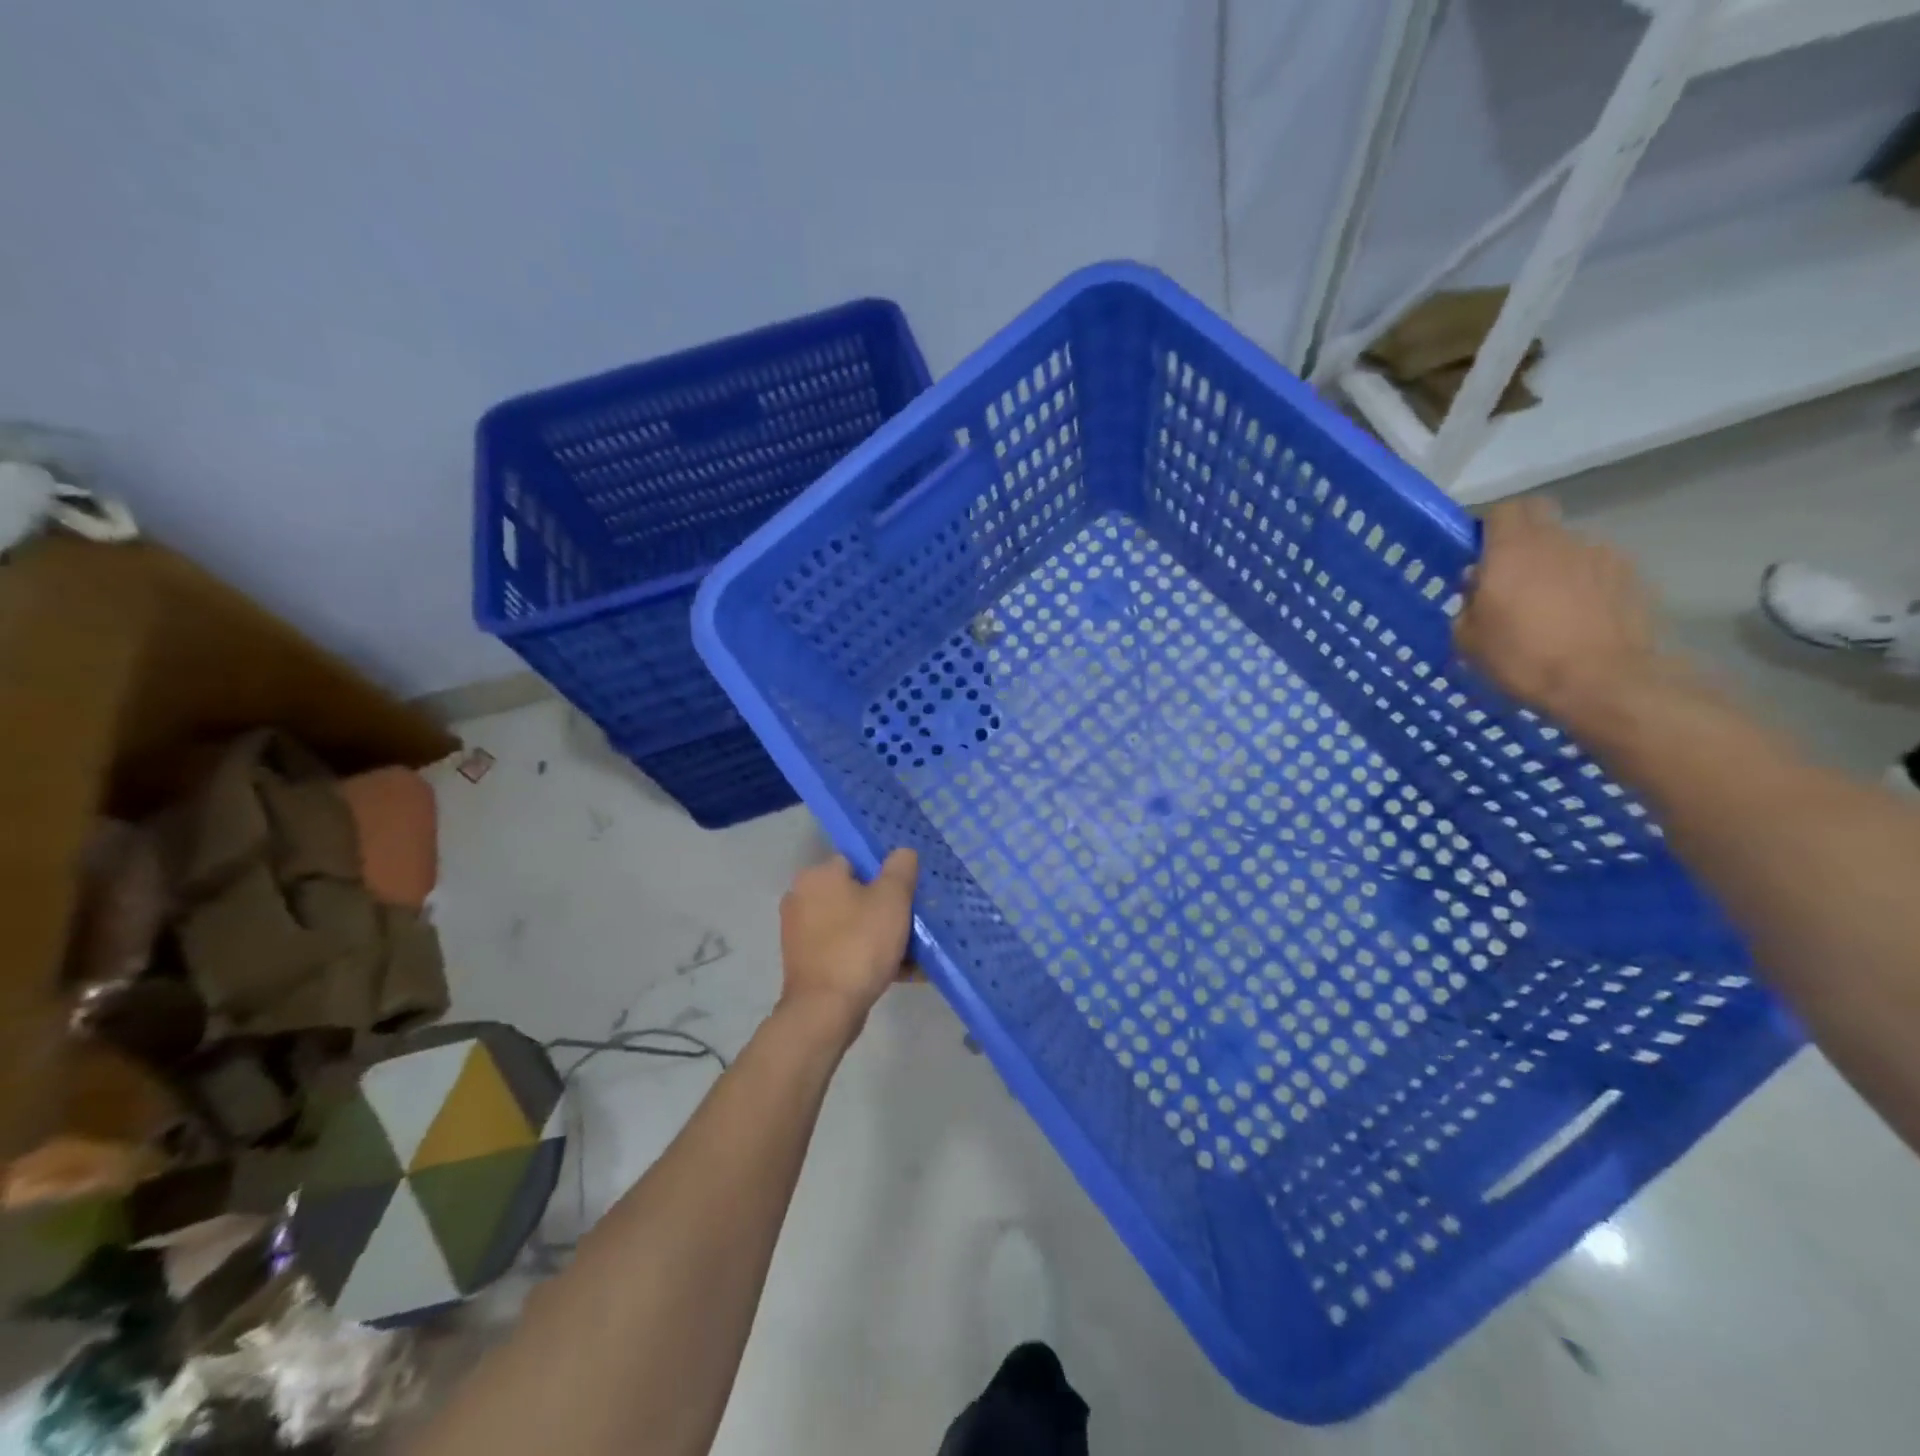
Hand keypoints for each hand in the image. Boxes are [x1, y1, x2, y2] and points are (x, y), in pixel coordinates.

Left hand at [778, 849, 918, 1041]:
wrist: (825, 1010)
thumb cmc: (859, 945)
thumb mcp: (892, 898)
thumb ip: (901, 868)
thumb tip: (902, 852)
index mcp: (817, 876)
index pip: (858, 861)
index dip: (887, 876)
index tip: (909, 895)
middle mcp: (802, 898)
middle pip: (856, 894)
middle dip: (887, 909)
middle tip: (914, 924)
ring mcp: (801, 933)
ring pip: (853, 924)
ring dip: (882, 935)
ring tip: (914, 953)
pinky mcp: (806, 962)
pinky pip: (845, 949)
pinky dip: (868, 956)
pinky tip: (900, 971)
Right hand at [1455, 499, 1660, 725]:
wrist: (1604, 682)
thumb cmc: (1523, 659)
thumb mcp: (1468, 639)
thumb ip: (1468, 604)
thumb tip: (1478, 587)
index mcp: (1512, 551)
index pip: (1503, 510)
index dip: (1489, 526)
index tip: (1480, 552)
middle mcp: (1559, 541)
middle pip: (1539, 519)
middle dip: (1522, 540)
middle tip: (1510, 575)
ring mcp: (1601, 555)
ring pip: (1568, 546)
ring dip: (1554, 564)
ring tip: (1549, 605)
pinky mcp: (1631, 575)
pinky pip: (1596, 569)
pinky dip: (1584, 583)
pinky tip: (1580, 616)